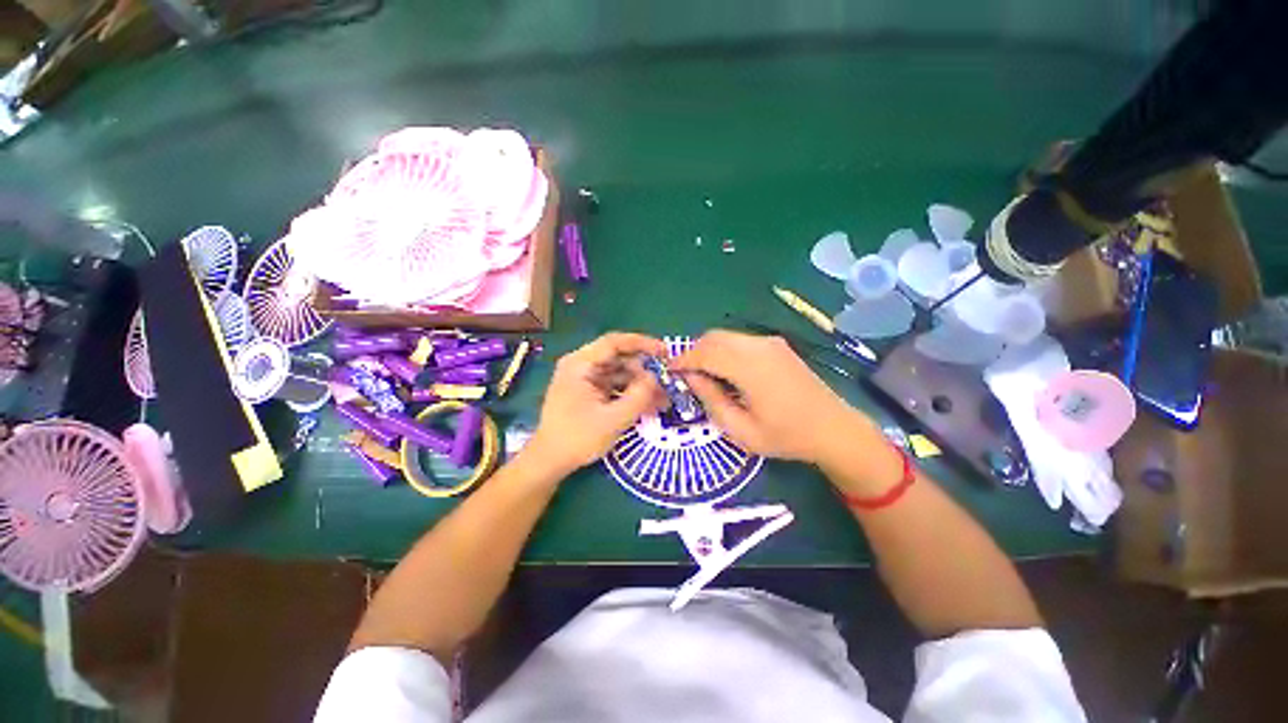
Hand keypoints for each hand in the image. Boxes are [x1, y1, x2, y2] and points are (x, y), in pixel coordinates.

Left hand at [527, 332, 667, 474]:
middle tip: (667, 383)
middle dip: (644, 371)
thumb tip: (656, 378)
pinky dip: (631, 393)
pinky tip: (649, 405)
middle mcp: (582, 365)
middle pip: (619, 358)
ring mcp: (585, 379)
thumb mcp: (613, 419)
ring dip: (641, 384)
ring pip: (620, 373)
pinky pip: (615, 386)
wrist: (550, 462)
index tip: (665, 352)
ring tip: (663, 399)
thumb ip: (638, 397)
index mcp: (580, 364)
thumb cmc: (577, 439)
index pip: (614, 342)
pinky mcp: (589, 392)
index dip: (642, 343)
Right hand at [673, 330, 877, 463]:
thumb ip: (711, 400)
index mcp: (751, 368)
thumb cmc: (786, 437)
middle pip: (713, 338)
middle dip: (693, 352)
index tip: (669, 371)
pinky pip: (740, 340)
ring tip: (704, 375)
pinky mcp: (777, 345)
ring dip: (708, 350)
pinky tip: (726, 371)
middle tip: (685, 375)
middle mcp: (759, 346)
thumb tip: (691, 378)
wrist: (834, 429)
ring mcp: (770, 343)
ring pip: (726, 336)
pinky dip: (724, 350)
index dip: (683, 360)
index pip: (705, 353)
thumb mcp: (741, 430)